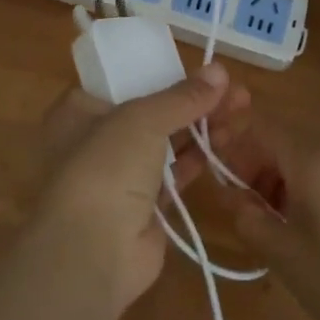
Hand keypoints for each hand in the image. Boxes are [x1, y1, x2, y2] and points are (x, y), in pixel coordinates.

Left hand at [28, 64, 248, 310]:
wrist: (93, 251)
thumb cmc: (106, 168)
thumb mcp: (142, 119)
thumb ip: (182, 97)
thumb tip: (219, 70)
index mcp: (78, 112)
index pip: (120, 82)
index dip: (158, 72)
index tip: (194, 68)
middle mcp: (95, 141)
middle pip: (150, 112)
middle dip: (192, 100)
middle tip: (233, 90)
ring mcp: (120, 176)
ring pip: (166, 142)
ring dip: (201, 126)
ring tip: (242, 109)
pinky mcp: (144, 207)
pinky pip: (175, 174)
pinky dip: (198, 158)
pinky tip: (227, 140)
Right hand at [220, 116, 319, 319]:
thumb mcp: (282, 255)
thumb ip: (246, 215)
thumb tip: (230, 192)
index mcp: (314, 159)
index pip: (261, 129)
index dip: (236, 148)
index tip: (229, 182)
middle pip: (288, 137)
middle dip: (263, 163)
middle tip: (255, 205)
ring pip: (316, 149)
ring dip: (291, 172)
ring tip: (288, 216)